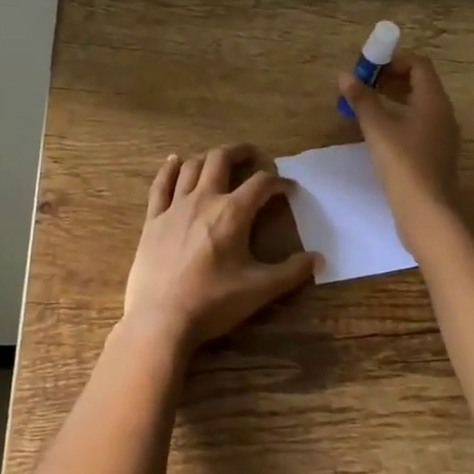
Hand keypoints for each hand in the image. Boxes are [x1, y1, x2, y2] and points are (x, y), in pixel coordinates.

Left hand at [122, 144, 321, 350]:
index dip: (278, 182)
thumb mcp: (260, 290)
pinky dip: (169, 169)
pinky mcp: (153, 219)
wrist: (161, 320)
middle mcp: (204, 200)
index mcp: (232, 213)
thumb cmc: (213, 303)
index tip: (289, 189)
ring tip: (218, 160)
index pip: (261, 184)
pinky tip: (174, 160)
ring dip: (208, 158)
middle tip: (252, 155)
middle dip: (239, 153)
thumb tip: (319, 259)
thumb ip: (292, 272)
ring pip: (191, 167)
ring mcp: (175, 207)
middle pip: (221, 160)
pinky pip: (161, 185)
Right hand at [336, 51, 462, 249]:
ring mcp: (442, 135)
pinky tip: (378, 132)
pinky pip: (418, 123)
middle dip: (390, 77)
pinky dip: (399, 117)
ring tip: (365, 106)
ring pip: (418, 104)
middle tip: (362, 85)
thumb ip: (362, 99)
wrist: (428, 214)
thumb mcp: (377, 129)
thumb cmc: (403, 165)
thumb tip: (345, 75)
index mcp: (434, 101)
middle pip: (419, 82)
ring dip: (393, 98)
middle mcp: (443, 113)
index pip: (419, 64)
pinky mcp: (436, 154)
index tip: (368, 67)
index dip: (393, 59)